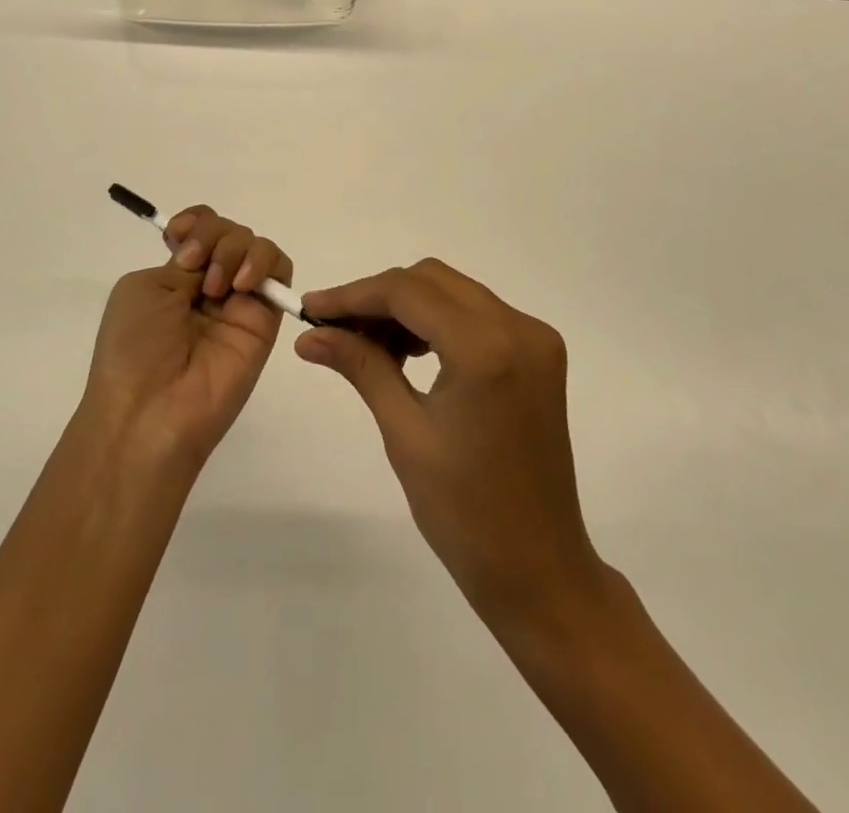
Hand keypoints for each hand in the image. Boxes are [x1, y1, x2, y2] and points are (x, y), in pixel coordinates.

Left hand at [82, 208, 291, 472]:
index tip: (179, 235)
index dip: (196, 222)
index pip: (201, 228)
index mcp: (176, 276)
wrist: (151, 409)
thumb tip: (212, 258)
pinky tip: (241, 284)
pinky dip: (264, 262)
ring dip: (237, 248)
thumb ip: (185, 262)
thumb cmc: (133, 348)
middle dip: (213, 235)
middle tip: (194, 266)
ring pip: (257, 246)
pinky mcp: (266, 318)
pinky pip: (280, 272)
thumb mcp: (145, 289)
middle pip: (230, 231)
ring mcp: (239, 301)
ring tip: (217, 286)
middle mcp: (210, 284)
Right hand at [297, 261, 605, 629]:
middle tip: (335, 329)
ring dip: (406, 306)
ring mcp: (535, 337)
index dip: (353, 295)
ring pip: (453, 291)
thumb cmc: (464, 512)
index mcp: (486, 349)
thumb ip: (360, 366)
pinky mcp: (539, 352)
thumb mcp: (404, 432)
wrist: (538, 568)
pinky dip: (437, 320)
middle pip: (431, 280)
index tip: (311, 308)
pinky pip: (476, 313)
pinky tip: (408, 351)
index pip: (407, 292)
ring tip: (367, 345)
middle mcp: (518, 328)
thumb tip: (310, 334)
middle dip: (378, 297)